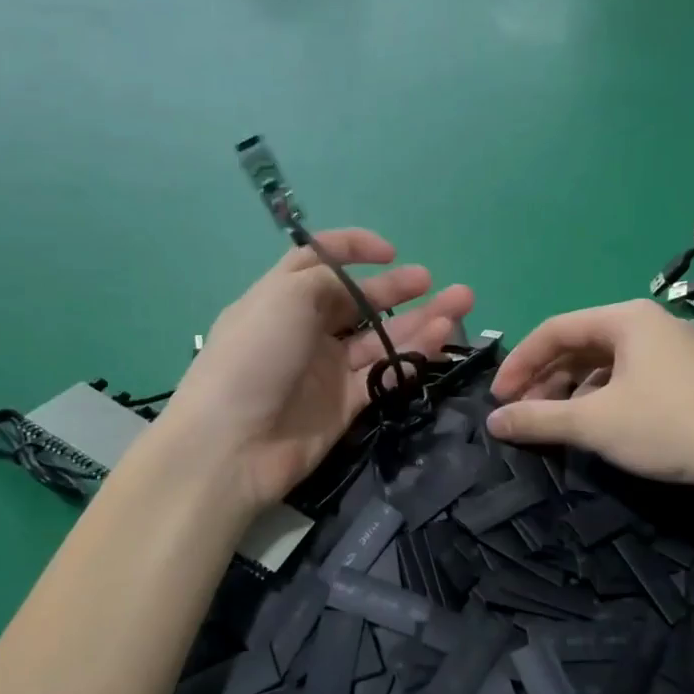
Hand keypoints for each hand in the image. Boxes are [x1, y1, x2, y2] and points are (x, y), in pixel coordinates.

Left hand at [160, 229, 473, 514]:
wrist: (232, 444)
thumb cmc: (255, 355)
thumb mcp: (287, 296)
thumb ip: (329, 281)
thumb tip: (356, 290)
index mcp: (282, 297)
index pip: (319, 261)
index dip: (353, 249)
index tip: (389, 252)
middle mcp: (305, 329)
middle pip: (359, 302)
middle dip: (398, 288)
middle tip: (434, 282)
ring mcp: (326, 368)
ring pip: (380, 338)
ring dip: (419, 321)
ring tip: (460, 304)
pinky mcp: (344, 404)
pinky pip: (385, 373)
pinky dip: (412, 356)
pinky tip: (440, 339)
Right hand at [486, 300, 693, 508]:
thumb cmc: (667, 426)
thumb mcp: (593, 423)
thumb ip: (537, 419)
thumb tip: (493, 421)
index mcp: (626, 318)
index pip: (555, 329)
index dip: (519, 363)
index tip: (498, 398)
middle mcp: (651, 324)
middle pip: (580, 344)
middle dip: (545, 379)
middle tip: (523, 414)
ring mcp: (675, 350)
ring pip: (605, 363)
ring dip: (571, 390)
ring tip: (555, 422)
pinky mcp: (690, 377)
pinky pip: (630, 377)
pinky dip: (602, 397)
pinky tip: (597, 424)